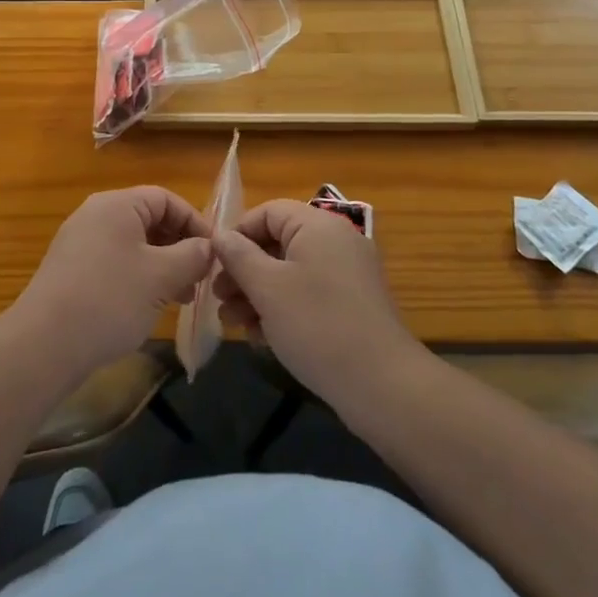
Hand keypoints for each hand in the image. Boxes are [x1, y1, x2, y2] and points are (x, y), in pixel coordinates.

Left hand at [13, 187, 213, 378]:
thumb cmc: (111, 299)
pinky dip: (138, 277)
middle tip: (200, 279)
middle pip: (149, 220)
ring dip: (162, 266)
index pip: (166, 199)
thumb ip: (193, 255)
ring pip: (133, 245)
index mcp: (117, 204)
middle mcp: (95, 215)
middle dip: (179, 247)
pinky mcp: (71, 270)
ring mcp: (79, 243)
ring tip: (180, 298)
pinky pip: (114, 262)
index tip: (215, 253)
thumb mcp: (162, 276)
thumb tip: (208, 247)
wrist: (45, 344)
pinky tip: (148, 306)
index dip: (195, 222)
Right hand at [213, 200, 421, 415]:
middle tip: (219, 298)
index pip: (268, 212)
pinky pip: (308, 292)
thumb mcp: (267, 288)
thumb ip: (239, 256)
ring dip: (258, 292)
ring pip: (290, 271)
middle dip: (244, 270)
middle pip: (278, 242)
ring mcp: (347, 273)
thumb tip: (220, 236)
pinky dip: (283, 307)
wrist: (382, 385)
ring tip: (234, 322)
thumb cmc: (317, 325)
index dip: (237, 234)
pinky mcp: (352, 303)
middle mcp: (336, 241)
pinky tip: (261, 336)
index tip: (214, 265)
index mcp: (318, 225)